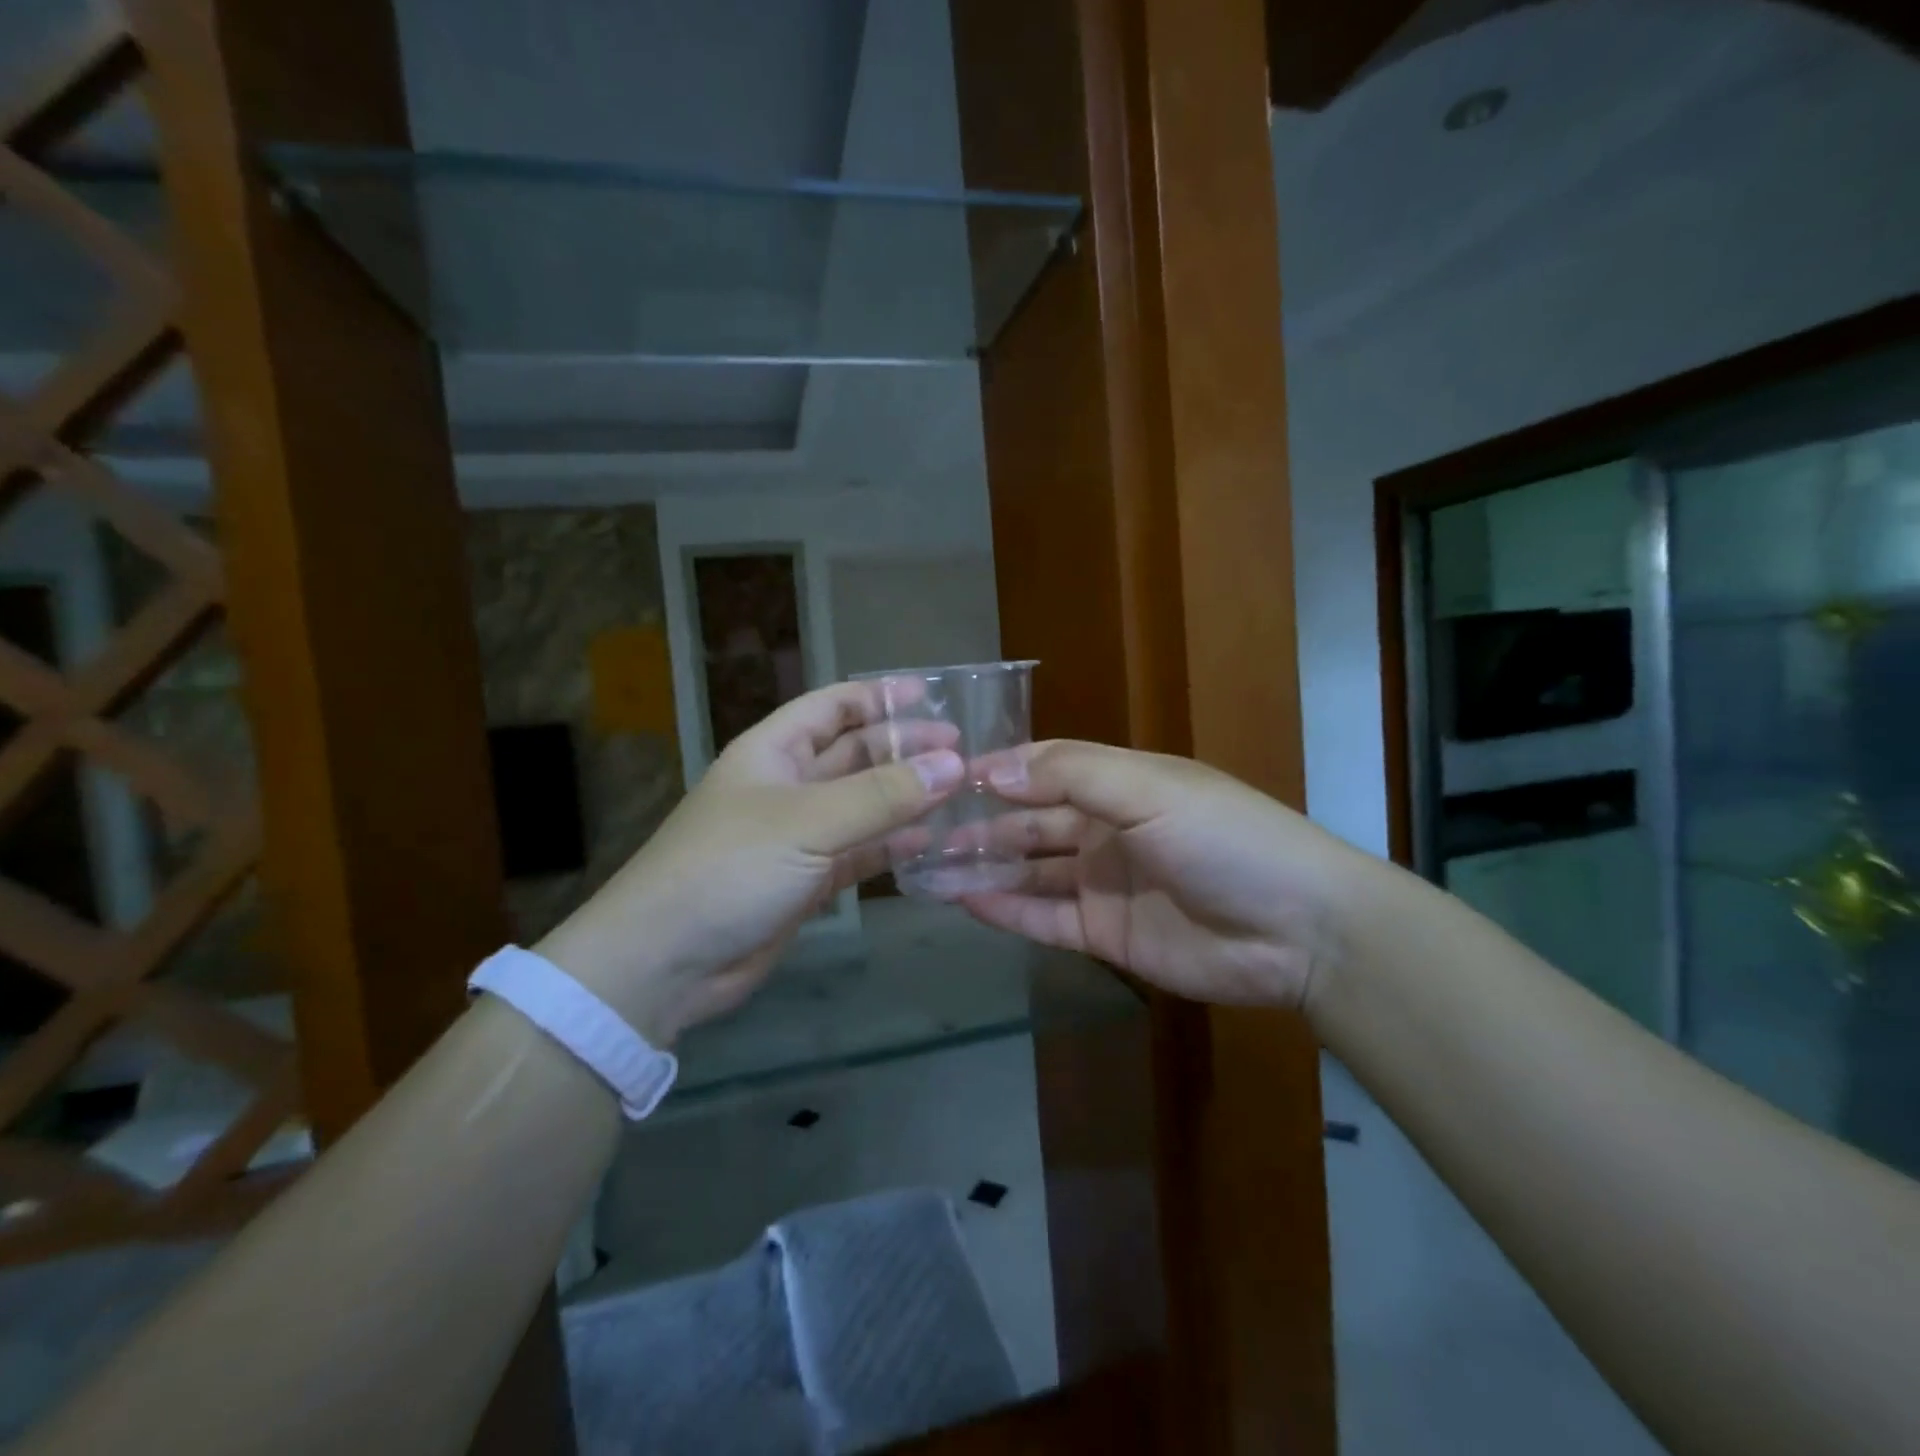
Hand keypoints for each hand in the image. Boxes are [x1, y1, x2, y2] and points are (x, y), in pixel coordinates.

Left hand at [536, 682, 962, 1044]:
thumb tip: (953, 764)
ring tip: (959, 794)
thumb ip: (882, 794)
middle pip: (854, 755)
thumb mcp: (807, 821)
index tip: (931, 695)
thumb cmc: (729, 868)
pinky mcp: (807, 881)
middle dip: (904, 750)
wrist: (665, 961)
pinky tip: (929, 843)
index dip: (878, 697)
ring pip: (862, 806)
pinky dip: (891, 847)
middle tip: (962, 752)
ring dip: (905, 799)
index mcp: (773, 752)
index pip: (832, 707)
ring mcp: (797, 837)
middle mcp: (787, 787)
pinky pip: (859, 853)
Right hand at [960, 741, 1379, 1010]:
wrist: (1299, 931)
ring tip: (929, 867)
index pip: (1044, 768)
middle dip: (981, 823)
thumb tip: (992, 770)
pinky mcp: (1106, 935)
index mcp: (1120, 784)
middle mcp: (1105, 829)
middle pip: (1030, 822)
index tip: (942, 778)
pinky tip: (965, 902)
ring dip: (985, 867)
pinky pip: (1045, 919)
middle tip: (921, 830)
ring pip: (1030, 871)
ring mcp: (1103, 884)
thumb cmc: (1225, 840)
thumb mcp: (1150, 790)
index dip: (997, 771)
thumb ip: (1070, 775)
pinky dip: (1007, 910)